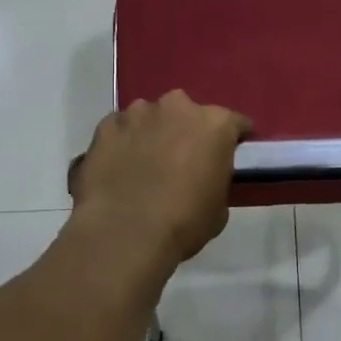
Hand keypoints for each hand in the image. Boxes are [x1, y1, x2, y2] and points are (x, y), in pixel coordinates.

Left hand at [69, 91, 252, 266]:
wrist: (125, 233)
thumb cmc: (184, 223)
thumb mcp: (219, 207)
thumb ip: (215, 179)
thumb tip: (204, 178)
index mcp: (214, 124)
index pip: (235, 123)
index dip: (233, 139)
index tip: (229, 154)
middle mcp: (177, 107)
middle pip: (188, 113)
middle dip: (187, 131)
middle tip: (183, 159)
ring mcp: (137, 114)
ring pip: (151, 117)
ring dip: (153, 133)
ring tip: (146, 163)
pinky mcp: (105, 127)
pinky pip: (120, 129)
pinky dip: (123, 142)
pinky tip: (120, 166)